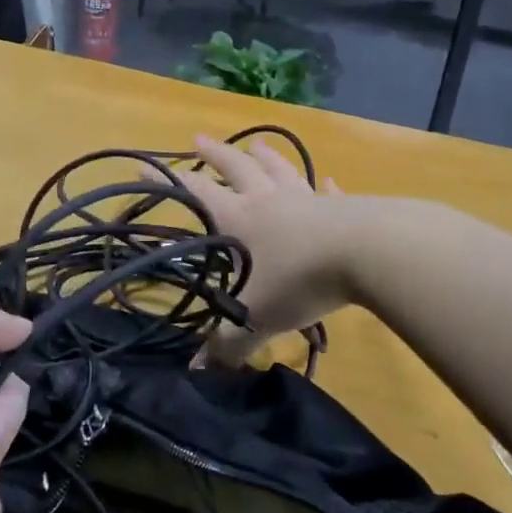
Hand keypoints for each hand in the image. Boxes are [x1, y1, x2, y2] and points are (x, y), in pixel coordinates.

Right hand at [178, 134, 357, 362]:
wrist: (367, 252)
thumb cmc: (299, 279)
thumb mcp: (256, 317)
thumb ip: (228, 344)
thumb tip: (200, 373)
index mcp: (240, 219)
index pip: (196, 193)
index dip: (168, 181)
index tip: (145, 165)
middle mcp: (268, 200)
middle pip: (236, 168)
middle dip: (215, 154)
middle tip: (198, 139)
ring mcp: (306, 198)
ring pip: (279, 170)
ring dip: (264, 156)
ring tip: (254, 144)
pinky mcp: (342, 205)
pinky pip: (327, 192)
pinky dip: (323, 185)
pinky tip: (326, 180)